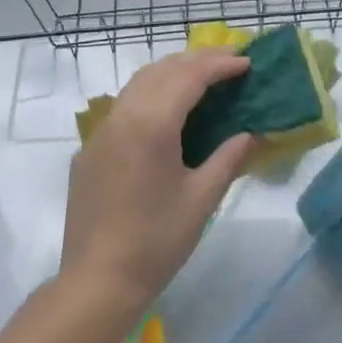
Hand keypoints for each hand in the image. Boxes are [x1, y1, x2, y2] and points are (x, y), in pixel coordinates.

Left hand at [60, 50, 253, 313]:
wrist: (95, 282)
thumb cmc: (155, 242)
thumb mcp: (201, 200)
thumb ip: (227, 159)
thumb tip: (250, 135)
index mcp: (152, 124)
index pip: (190, 76)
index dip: (220, 65)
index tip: (247, 62)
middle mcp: (124, 115)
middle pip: (164, 69)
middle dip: (198, 59)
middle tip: (230, 60)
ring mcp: (102, 130)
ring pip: (140, 81)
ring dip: (172, 70)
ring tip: (202, 74)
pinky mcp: (91, 148)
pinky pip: (124, 104)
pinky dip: (151, 91)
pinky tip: (165, 107)